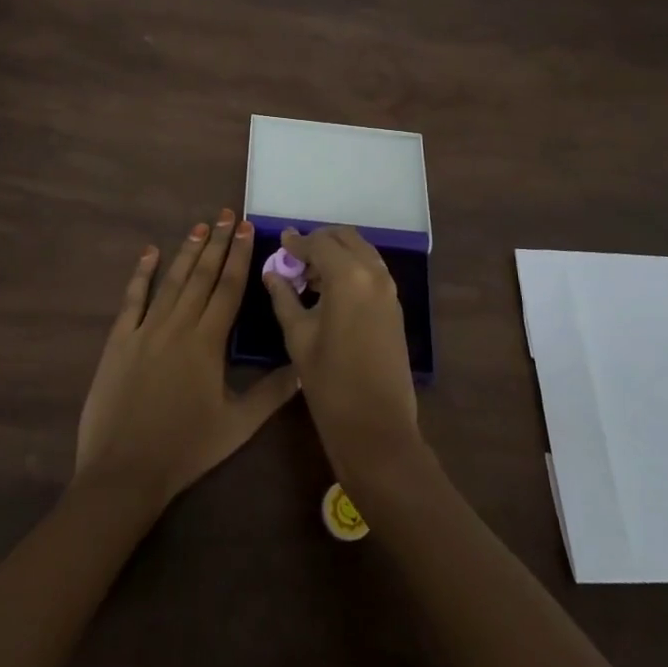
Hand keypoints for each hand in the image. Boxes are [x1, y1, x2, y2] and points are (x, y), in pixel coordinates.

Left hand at [75, 211, 299, 509]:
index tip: (246, 228)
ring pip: (171, 281)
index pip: (228, 288)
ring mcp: (145, 330)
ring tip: (200, 226)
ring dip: (187, 251)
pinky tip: (150, 252)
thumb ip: (272, 394)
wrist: (123, 472)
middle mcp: (177, 326)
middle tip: (226, 214)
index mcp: (207, 343)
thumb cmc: (185, 450)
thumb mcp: (237, 426)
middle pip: (201, 276)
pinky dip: (142, 274)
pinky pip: (132, 299)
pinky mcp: (119, 340)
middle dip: (217, 243)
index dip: (239, 256)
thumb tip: (305, 367)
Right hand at [263, 226, 420, 480]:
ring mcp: (389, 289)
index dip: (297, 242)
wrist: (377, 428)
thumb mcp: (298, 336)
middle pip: (345, 238)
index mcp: (349, 276)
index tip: (280, 242)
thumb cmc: (330, 383)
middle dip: (320, 241)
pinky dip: (351, 269)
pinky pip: (371, 271)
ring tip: (310, 276)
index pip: (319, 243)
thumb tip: (272, 272)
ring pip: (361, 252)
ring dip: (337, 254)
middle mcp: (374, 273)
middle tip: (295, 258)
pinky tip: (330, 291)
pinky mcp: (395, 306)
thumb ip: (284, 297)